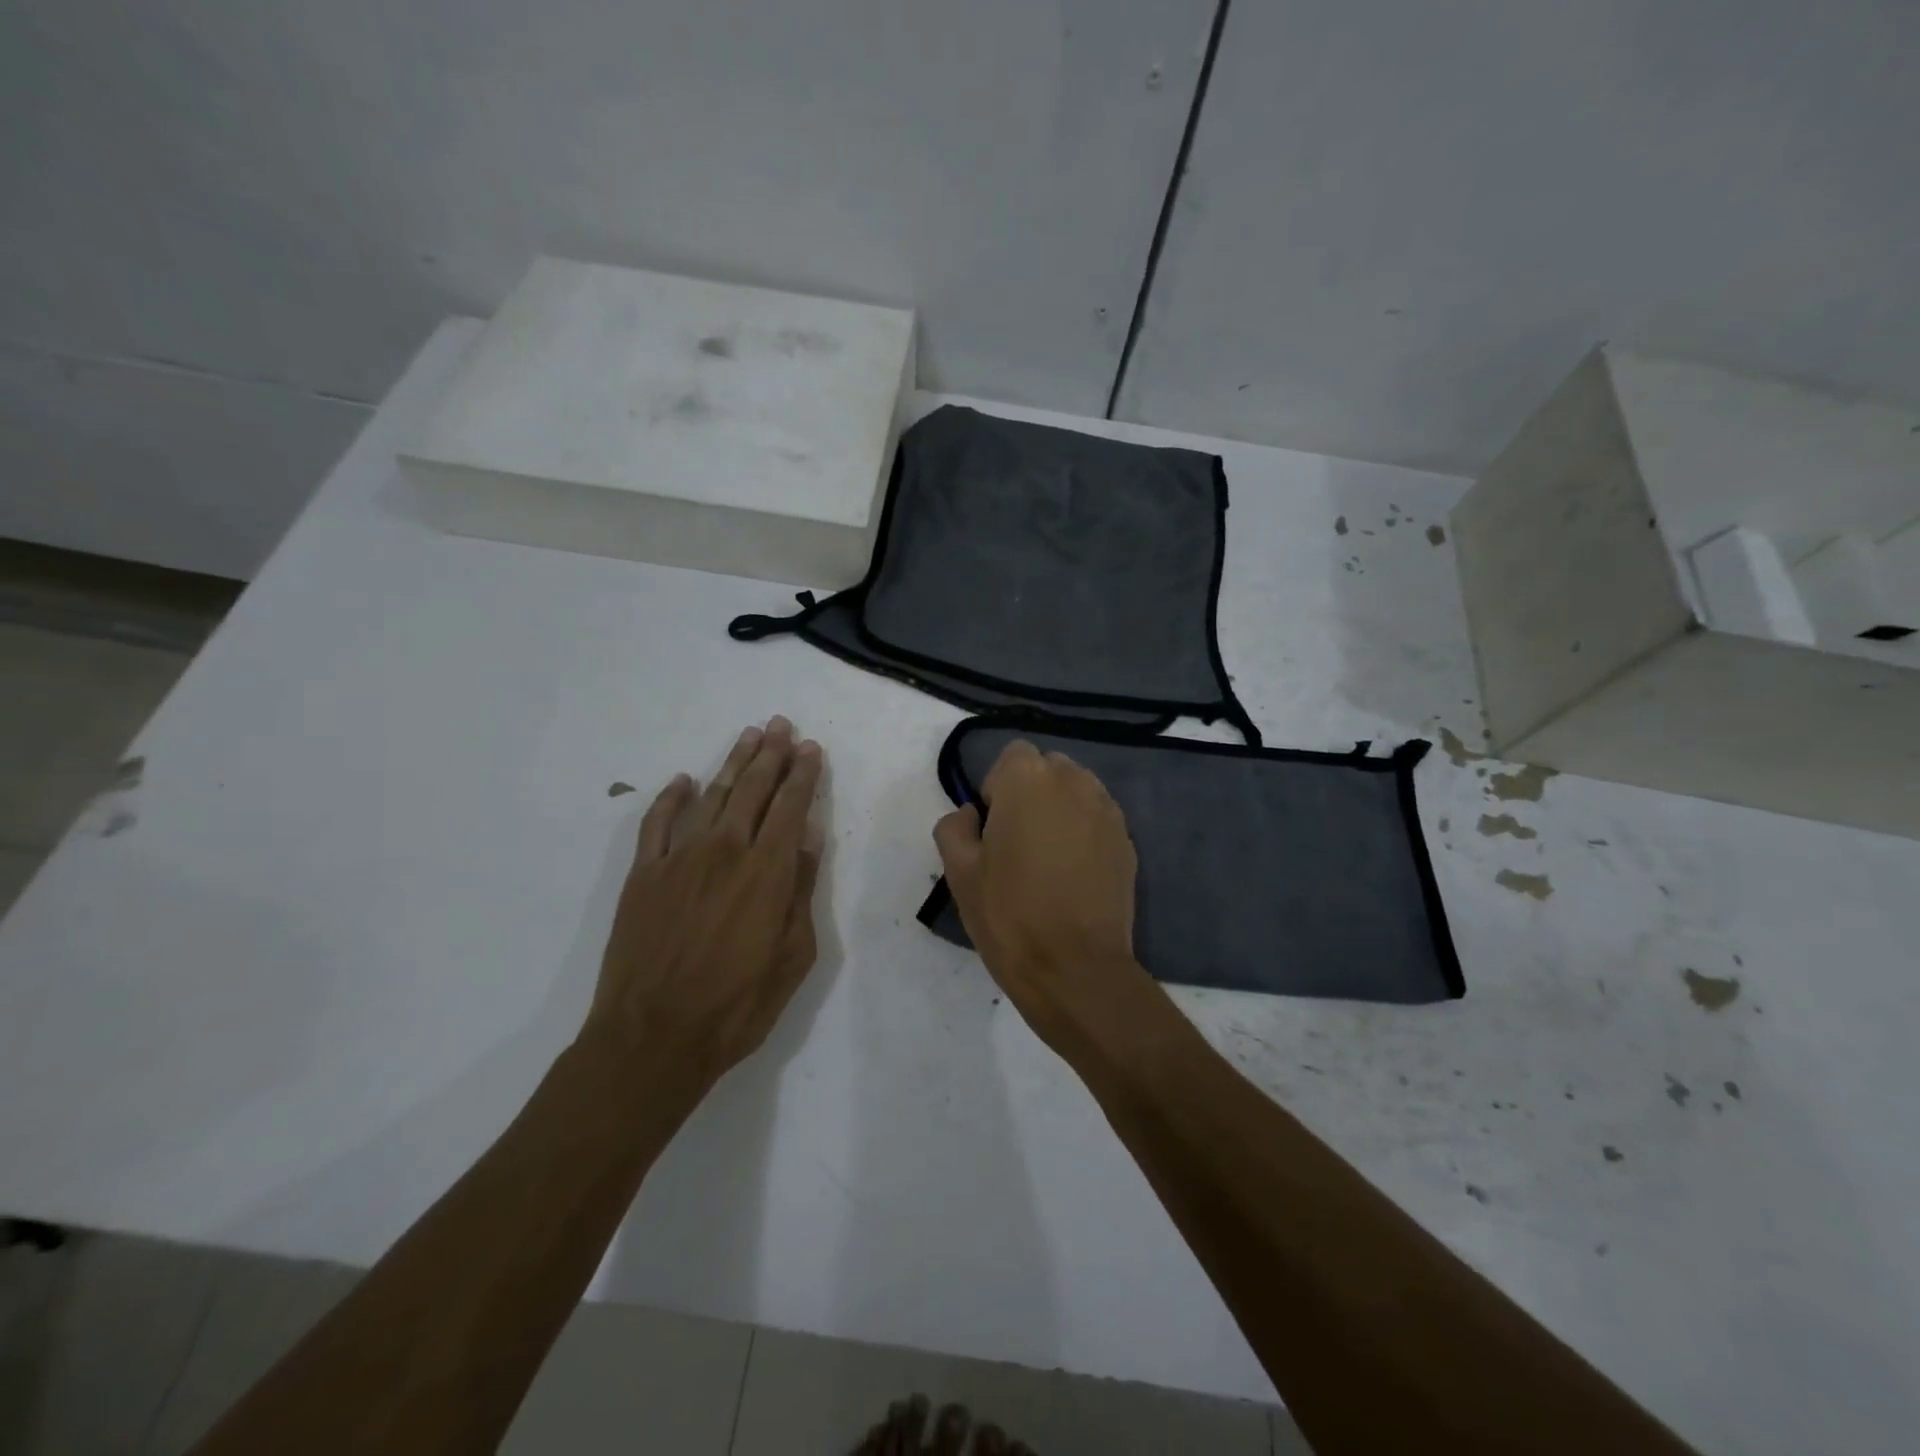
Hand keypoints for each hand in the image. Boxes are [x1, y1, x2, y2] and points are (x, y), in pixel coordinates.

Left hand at [584, 716, 825, 1095]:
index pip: (790, 807)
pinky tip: (683, 781)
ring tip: (748, 736)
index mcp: (767, 871)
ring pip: (711, 796)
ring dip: (732, 763)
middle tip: (781, 725)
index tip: (811, 748)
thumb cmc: (737, 1005)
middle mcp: (724, 851)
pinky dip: (671, 798)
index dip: (803, 774)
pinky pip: (657, 823)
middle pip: (752, 789)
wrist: (652, 1038)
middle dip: (770, 754)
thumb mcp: (792, 954)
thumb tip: (807, 837)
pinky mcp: (643, 875)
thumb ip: (800, 889)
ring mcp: (678, 859)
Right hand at [933, 740, 1163, 1062]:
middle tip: (1017, 841)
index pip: (1012, 756)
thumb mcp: (959, 871)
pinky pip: (1098, 819)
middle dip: (1031, 792)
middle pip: (1048, 768)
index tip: (992, 827)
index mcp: (1028, 780)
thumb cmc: (1009, 914)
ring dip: (1060, 809)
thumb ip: (955, 827)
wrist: (1075, 967)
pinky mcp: (1128, 841)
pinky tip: (1074, 874)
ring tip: (1048, 857)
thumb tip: (971, 815)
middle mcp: (1074, 782)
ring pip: (1077, 791)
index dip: (997, 787)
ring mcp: (1107, 811)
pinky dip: (1084, 832)